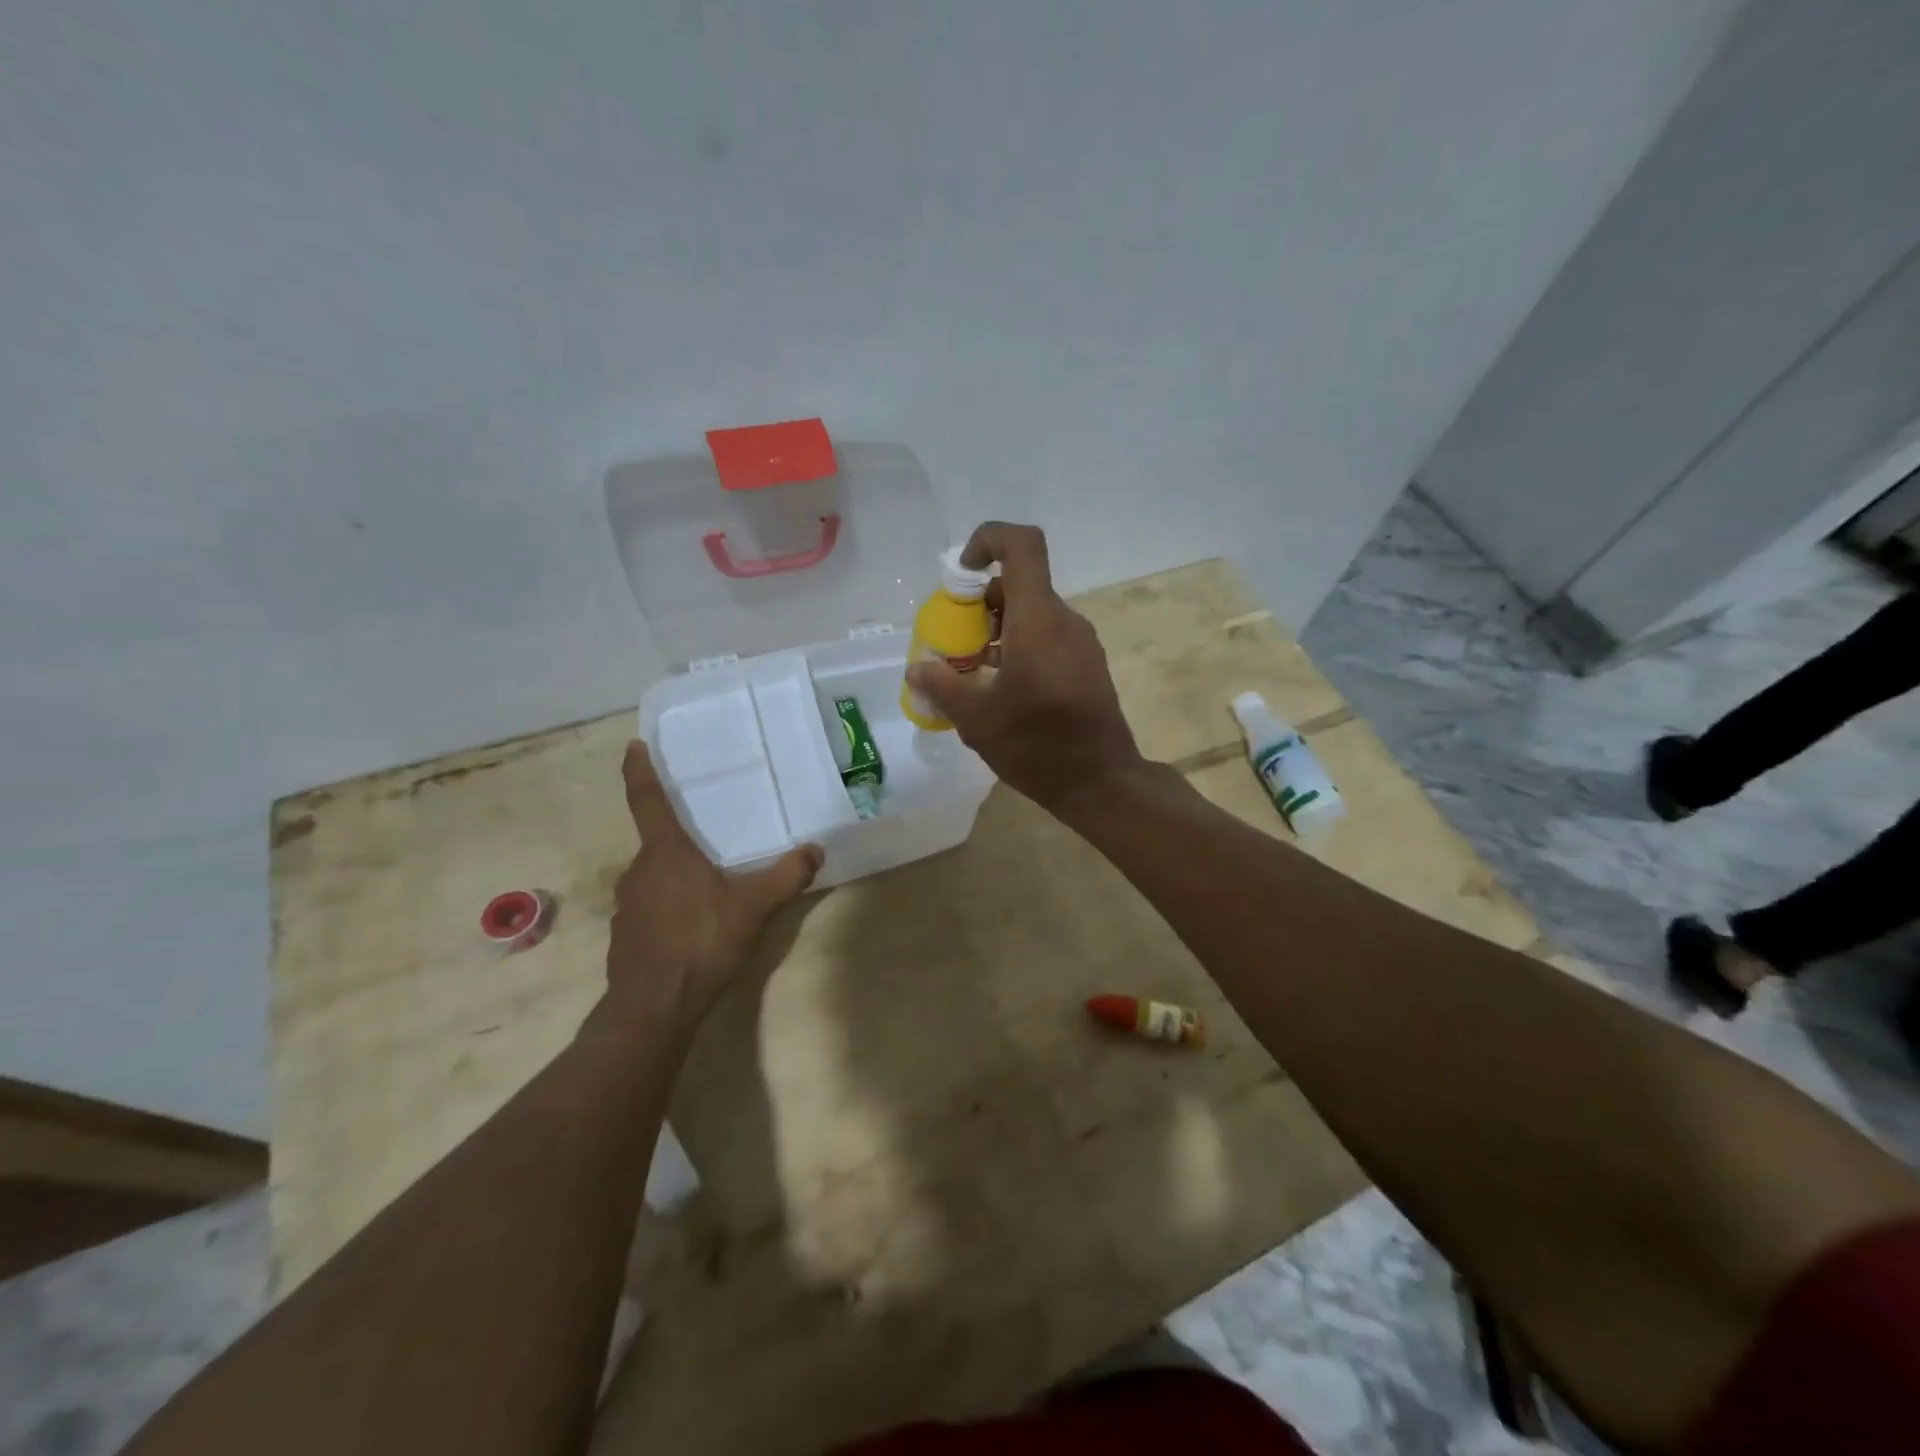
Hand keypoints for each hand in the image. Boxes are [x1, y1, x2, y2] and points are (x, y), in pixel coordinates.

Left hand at [596, 741, 821, 1039]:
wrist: (653, 1007)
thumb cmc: (701, 942)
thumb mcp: (754, 906)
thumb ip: (787, 876)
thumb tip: (816, 850)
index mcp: (665, 853)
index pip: (647, 800)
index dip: (639, 771)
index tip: (633, 746)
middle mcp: (638, 872)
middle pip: (657, 844)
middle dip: (679, 840)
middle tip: (708, 840)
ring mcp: (626, 906)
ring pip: (653, 879)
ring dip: (676, 878)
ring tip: (707, 888)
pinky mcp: (625, 937)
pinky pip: (649, 909)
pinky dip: (668, 909)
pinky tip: (693, 927)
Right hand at [904, 522, 1144, 812]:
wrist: (1101, 783)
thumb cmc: (1037, 746)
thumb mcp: (976, 719)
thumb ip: (942, 686)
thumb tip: (917, 669)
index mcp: (1038, 621)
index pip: (1022, 546)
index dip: (988, 540)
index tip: (962, 574)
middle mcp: (1064, 621)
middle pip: (1021, 584)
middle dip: (981, 603)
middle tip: (957, 641)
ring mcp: (1081, 643)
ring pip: (1034, 613)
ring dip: (999, 629)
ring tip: (974, 671)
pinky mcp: (1088, 665)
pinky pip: (1049, 637)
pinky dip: (1020, 646)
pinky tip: (1003, 688)